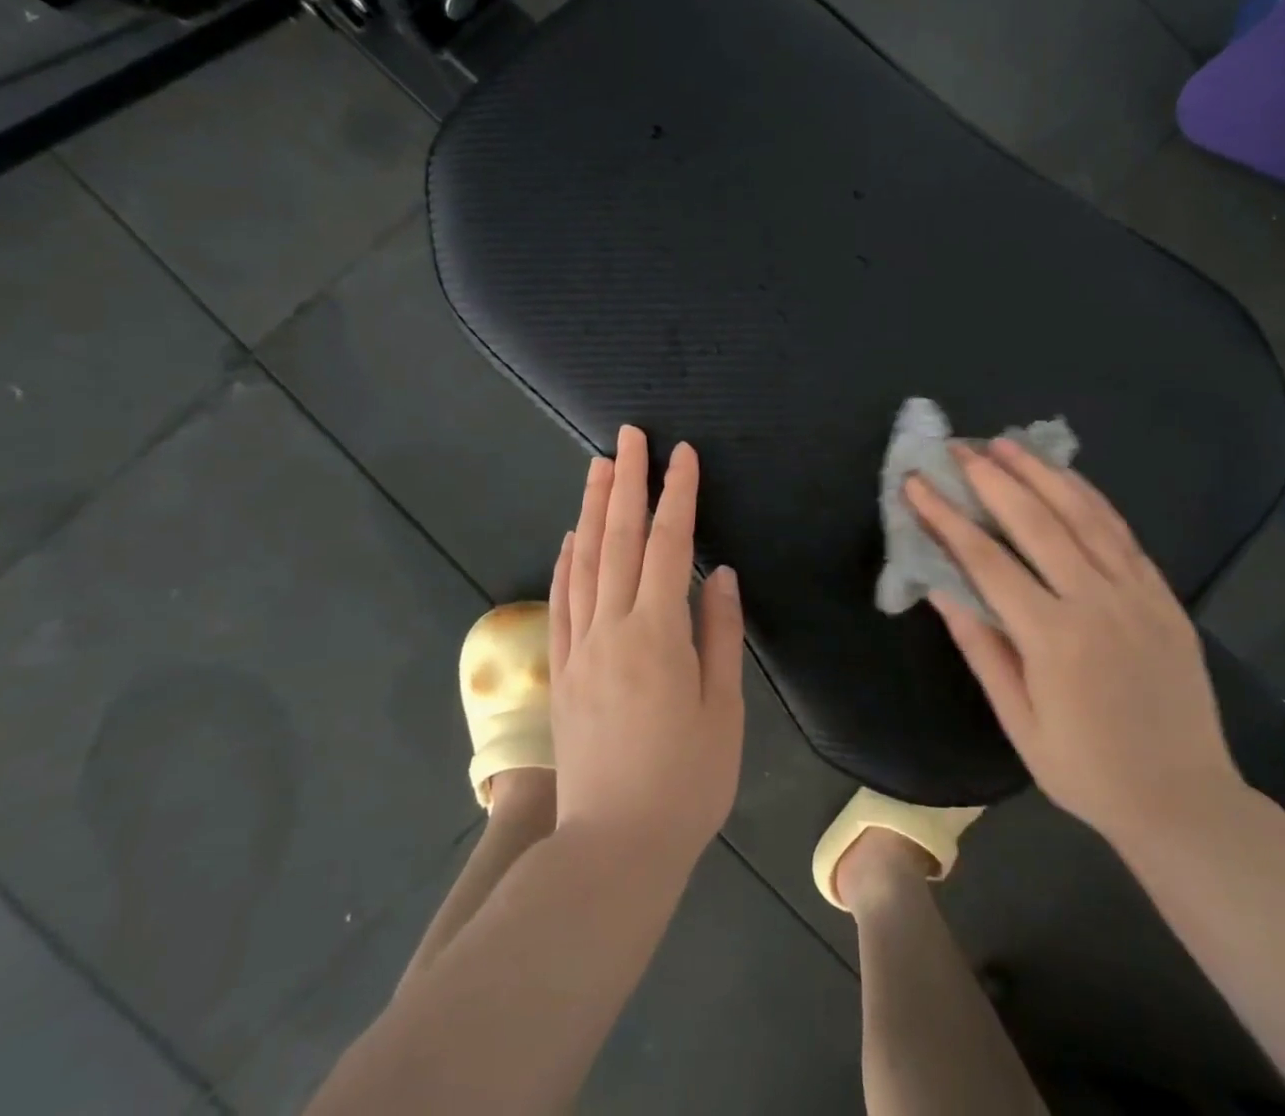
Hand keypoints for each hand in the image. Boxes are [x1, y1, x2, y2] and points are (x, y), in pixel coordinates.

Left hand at [549, 426, 745, 869]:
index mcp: (658, 634)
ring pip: (584, 561)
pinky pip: (562, 600)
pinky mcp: (563, 669)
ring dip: (593, 508)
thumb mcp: (722, 710)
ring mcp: (579, 647)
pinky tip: (571, 537)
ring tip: (599, 466)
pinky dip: (567, 560)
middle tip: (630, 435)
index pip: (668, 545)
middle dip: (627, 482)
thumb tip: (720, 575)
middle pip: (618, 539)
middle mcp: (611, 628)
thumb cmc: (686, 781)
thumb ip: (720, 635)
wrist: (614, 849)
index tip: (682, 454)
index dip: (676, 495)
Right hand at [905, 440, 1244, 850]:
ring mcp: (1136, 593)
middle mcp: (1096, 602)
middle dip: (989, 478)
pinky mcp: (1162, 594)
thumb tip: (939, 586)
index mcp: (1053, 638)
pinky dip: (1088, 496)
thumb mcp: (1019, 720)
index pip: (985, 559)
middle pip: (1035, 521)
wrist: (1185, 800)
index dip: (945, 516)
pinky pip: (1121, 531)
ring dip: (1039, 472)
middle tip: (957, 447)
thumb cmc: (1086, 769)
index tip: (916, 483)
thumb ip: (980, 646)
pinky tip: (1063, 475)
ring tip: (1004, 442)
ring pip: (1082, 514)